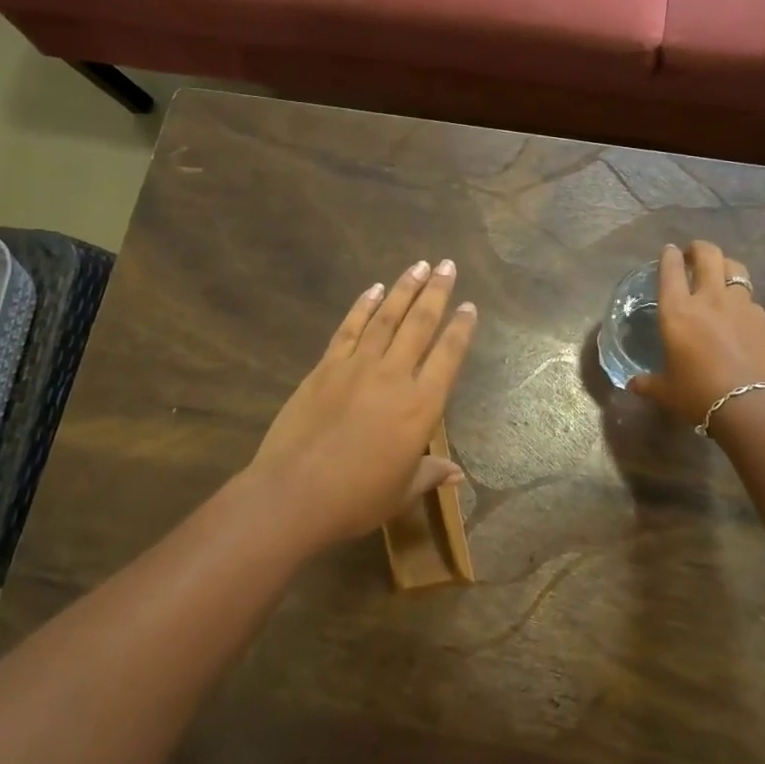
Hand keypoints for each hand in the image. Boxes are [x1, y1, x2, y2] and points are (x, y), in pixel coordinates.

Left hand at [245, 259, 478, 552]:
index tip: (470, 306)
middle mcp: (394, 376)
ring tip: (418, 265)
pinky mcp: (326, 366)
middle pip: (420, 324)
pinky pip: (349, 328)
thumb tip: (458, 474)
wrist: (294, 493)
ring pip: (387, 318)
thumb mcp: (401, 491)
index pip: (449, 356)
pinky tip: (374, 289)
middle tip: (447, 265)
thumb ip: (430, 474)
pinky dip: (363, 306)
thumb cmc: (356, 498)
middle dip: (436, 292)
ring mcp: (357, 366)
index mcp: (421, 406)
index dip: (461, 328)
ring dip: (404, 289)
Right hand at [628, 241, 764, 426]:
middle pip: (708, 255)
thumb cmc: (699, 395)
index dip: (668, 256)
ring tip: (721, 275)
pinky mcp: (764, 319)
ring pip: (735, 269)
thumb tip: (633, 384)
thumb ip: (649, 383)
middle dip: (699, 248)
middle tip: (693, 254)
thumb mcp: (667, 391)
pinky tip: (741, 316)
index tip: (669, 251)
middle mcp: (709, 299)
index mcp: (677, 311)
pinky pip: (751, 300)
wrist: (753, 407)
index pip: (670, 270)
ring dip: (725, 266)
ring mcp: (741, 306)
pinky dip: (743, 300)